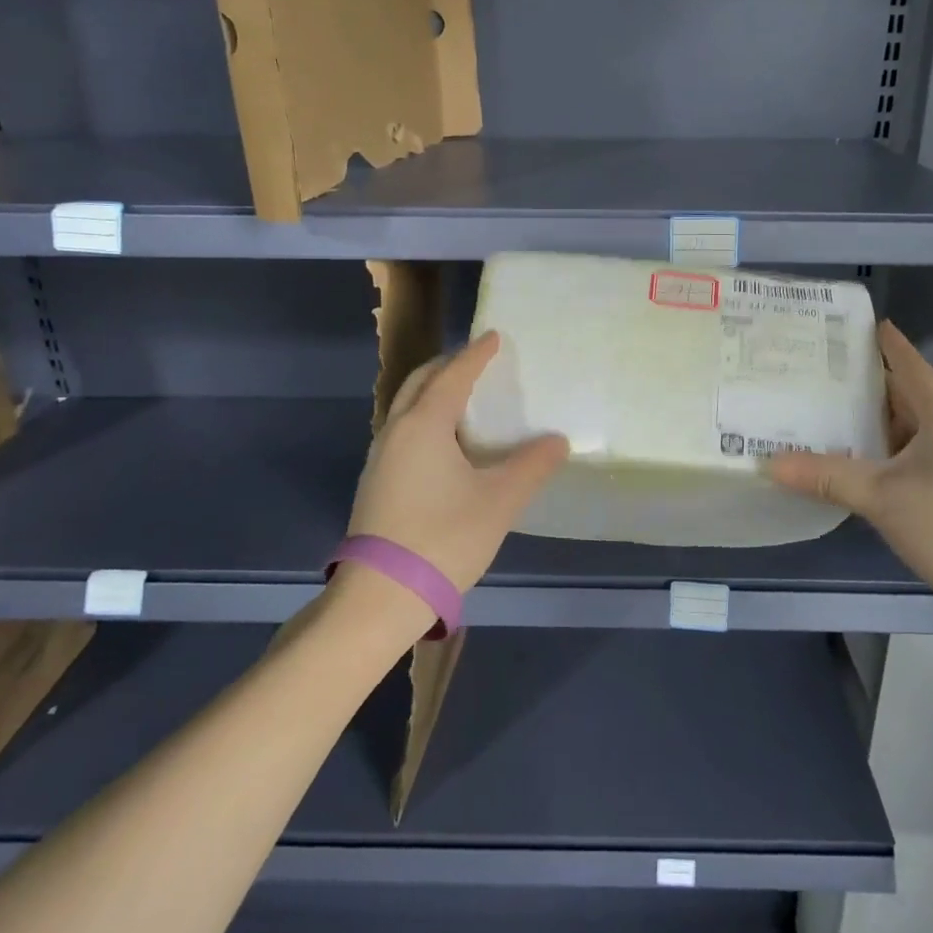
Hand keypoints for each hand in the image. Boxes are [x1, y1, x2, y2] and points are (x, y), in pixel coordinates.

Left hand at [347, 330, 569, 592]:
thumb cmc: (444, 538)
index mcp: (425, 424)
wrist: (381, 596)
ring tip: (462, 397)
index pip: (454, 375)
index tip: (494, 336)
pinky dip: (424, 418)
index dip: (476, 354)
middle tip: (475, 360)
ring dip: (432, 392)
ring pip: (406, 407)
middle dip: (447, 365)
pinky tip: (444, 442)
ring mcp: (380, 457)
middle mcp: (396, 431)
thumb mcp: (499, 501)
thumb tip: (557, 441)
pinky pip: (402, 430)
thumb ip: (531, 466)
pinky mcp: (376, 482)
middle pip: (420, 382)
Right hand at [769, 321, 932, 619]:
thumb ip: (826, 476)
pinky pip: (923, 451)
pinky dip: (893, 446)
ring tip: (838, 409)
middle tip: (830, 369)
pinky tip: (868, 458)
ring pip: (918, 427)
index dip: (890, 345)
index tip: (867, 323)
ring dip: (882, 417)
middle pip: (913, 396)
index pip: (913, 369)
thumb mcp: (881, 499)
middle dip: (875, 381)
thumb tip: (768, 463)